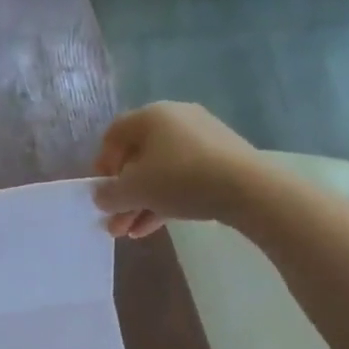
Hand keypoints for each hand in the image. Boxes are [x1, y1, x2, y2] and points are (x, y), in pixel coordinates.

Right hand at [92, 102, 259, 238]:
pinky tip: (153, 227)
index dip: (102, 164)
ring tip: (130, 232)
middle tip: (114, 222)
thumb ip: (109, 194)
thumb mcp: (134, 190)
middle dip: (123, 194)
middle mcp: (176, 119)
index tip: (102, 192)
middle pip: (138, 157)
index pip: (114, 135)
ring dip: (142, 202)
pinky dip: (166, 199)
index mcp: (151, 116)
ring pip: (161, 171)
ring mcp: (202, 138)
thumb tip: (100, 196)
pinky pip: (184, 176)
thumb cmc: (180, 179)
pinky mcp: (221, 158)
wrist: (248, 188)